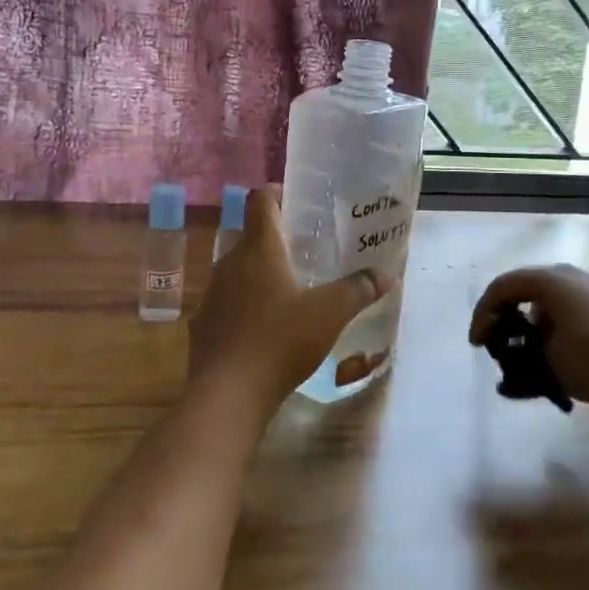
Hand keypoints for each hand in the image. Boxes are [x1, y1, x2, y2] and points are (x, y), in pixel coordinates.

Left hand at [188, 186, 395, 409]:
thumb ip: (357, 290)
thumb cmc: (280, 341)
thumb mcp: (329, 314)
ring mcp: (212, 294)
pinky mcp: (203, 325)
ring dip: (260, 274)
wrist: (227, 395)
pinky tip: (265, 328)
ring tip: (290, 290)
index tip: (297, 201)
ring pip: (238, 271)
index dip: (277, 194)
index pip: (260, 201)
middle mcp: (229, 263)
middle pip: (251, 237)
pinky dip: (245, 306)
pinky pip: (228, 303)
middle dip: (277, 240)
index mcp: (258, 249)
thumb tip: (385, 274)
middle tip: (307, 251)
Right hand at [469, 264, 588, 410]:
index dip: (483, 315)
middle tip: (501, 352)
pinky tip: (561, 373)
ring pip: (552, 312)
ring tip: (531, 370)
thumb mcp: (553, 364)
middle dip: (510, 326)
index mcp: (550, 281)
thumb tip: (517, 371)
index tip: (476, 345)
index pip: (502, 287)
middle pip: (527, 296)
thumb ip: (526, 365)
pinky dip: (559, 343)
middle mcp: (571, 280)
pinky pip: (574, 323)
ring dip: (536, 339)